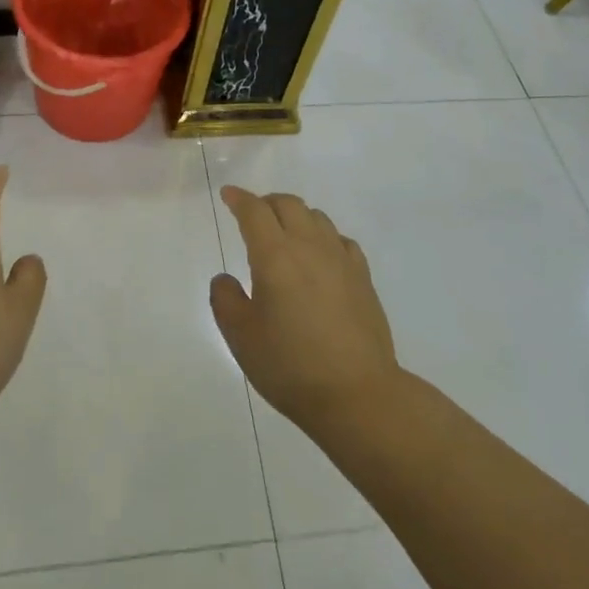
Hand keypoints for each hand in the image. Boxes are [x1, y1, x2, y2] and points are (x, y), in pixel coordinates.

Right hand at [210, 186, 400, 430]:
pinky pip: (340, 240)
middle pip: (288, 204)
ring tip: (285, 233)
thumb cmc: (290, 366)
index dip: (239, 199)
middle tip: (253, 215)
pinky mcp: (363, 278)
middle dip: (267, 203)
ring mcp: (341, 260)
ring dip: (295, 216)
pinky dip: (323, 236)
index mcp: (275, 256)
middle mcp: (309, 247)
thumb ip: (225, 300)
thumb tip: (226, 278)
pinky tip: (320, 255)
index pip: (255, 211)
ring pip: (317, 217)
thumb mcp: (241, 337)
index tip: (229, 195)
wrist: (357, 394)